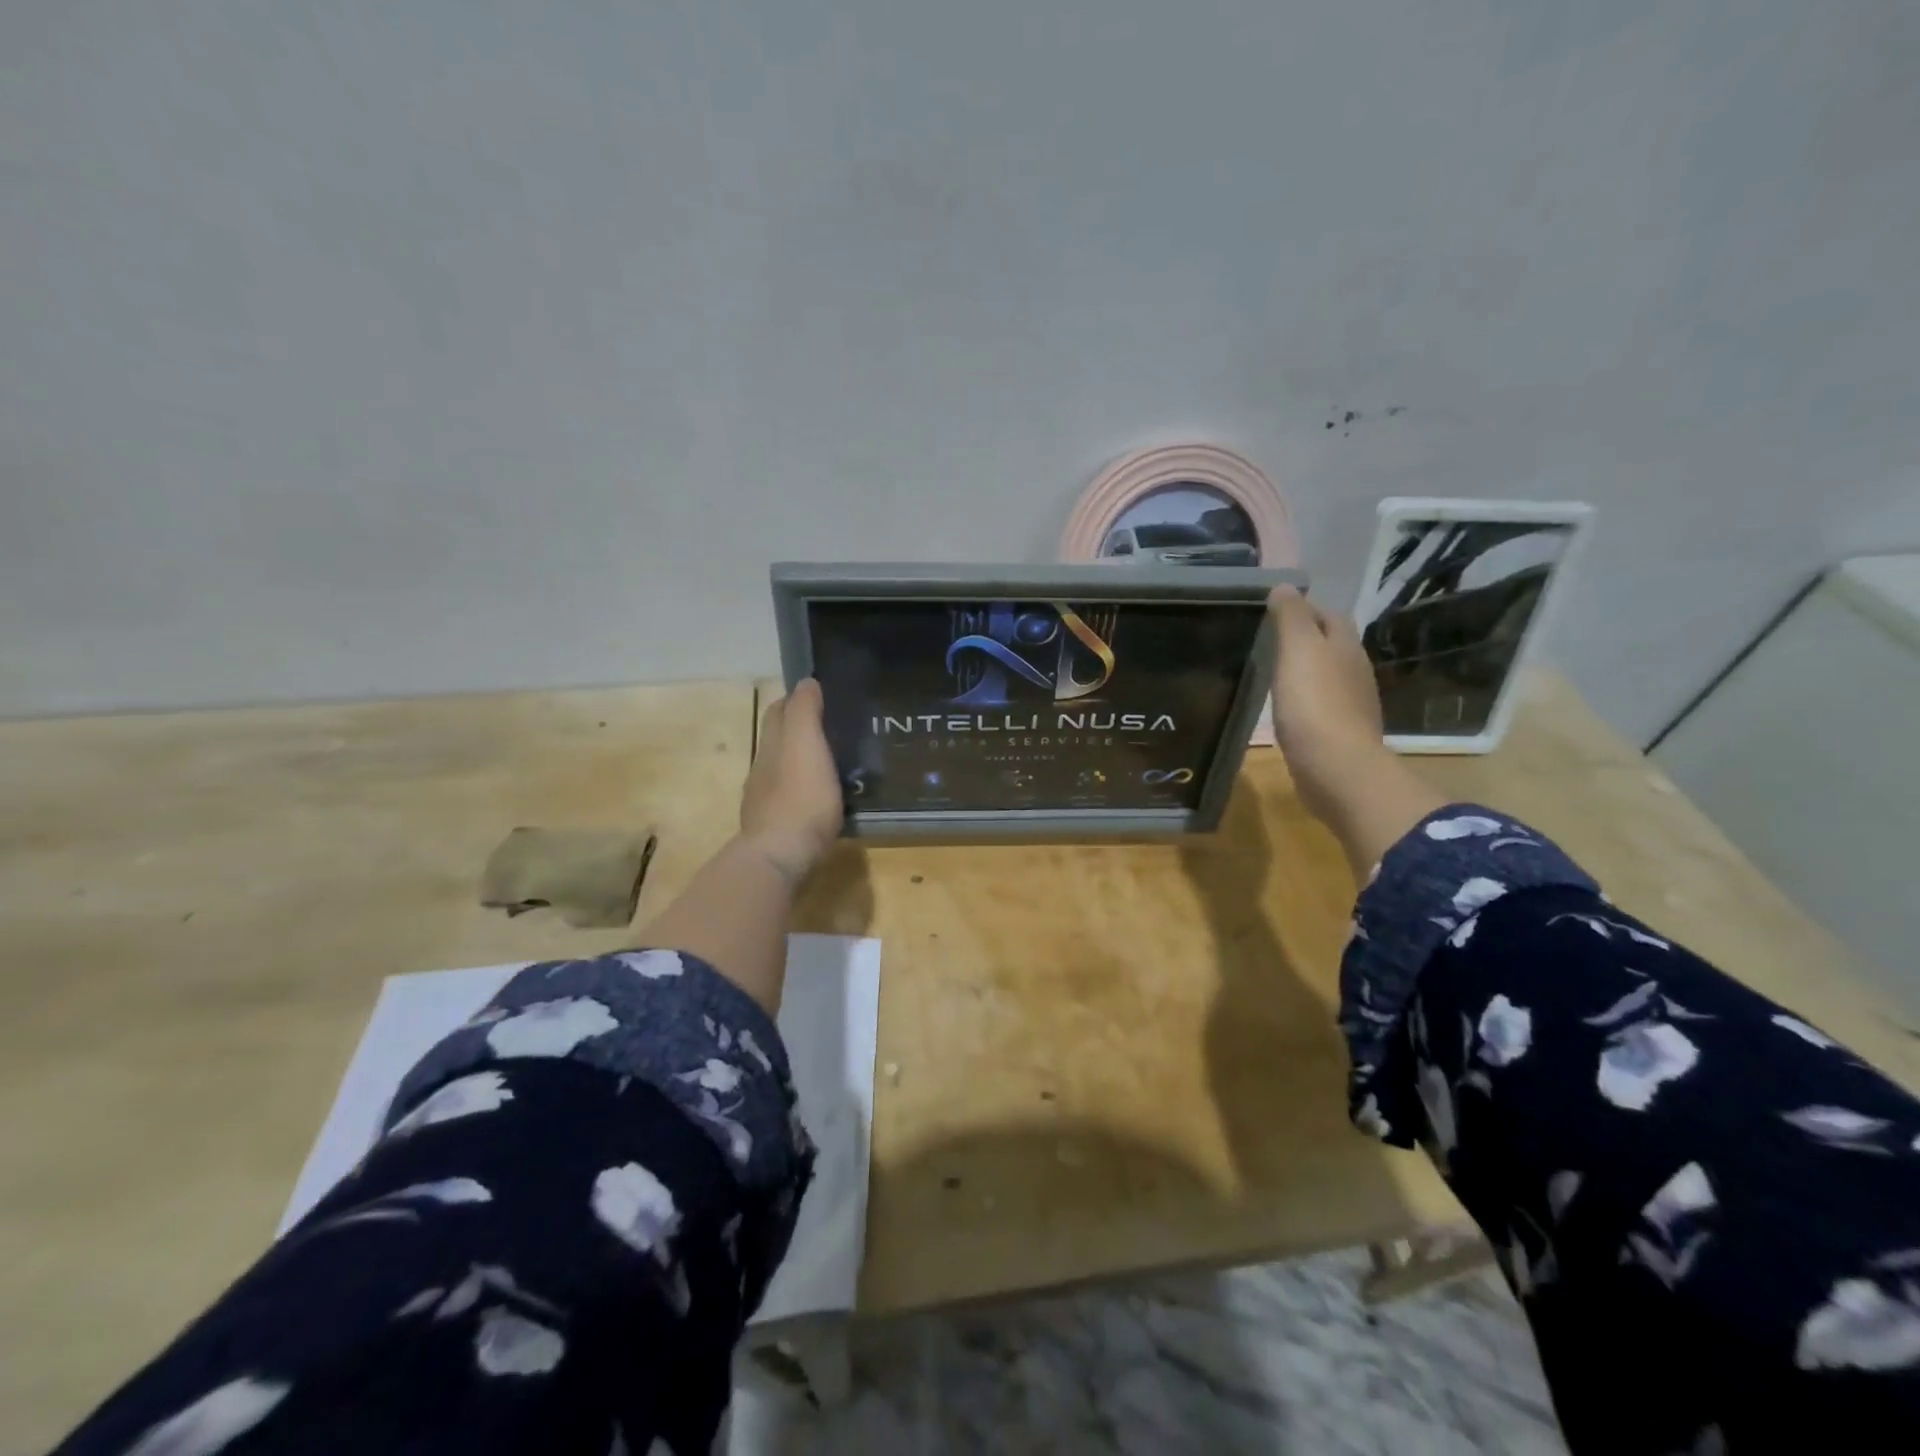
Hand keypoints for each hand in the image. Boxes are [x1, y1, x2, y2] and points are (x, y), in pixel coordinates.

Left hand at [739, 678, 843, 882]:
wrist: (780, 856)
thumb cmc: (801, 797)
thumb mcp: (807, 744)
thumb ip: (804, 711)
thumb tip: (805, 682)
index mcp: (772, 745)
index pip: (778, 712)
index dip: (796, 700)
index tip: (821, 697)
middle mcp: (763, 768)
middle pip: (777, 739)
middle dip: (796, 729)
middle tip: (830, 728)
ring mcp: (764, 800)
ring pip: (780, 770)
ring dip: (799, 762)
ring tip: (829, 764)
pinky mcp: (774, 826)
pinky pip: (787, 798)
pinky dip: (800, 790)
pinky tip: (817, 799)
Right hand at [1267, 588, 1386, 822]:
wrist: (1336, 768)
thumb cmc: (1314, 703)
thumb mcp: (1298, 650)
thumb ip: (1291, 617)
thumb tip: (1284, 586)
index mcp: (1346, 646)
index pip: (1328, 615)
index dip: (1303, 609)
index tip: (1271, 612)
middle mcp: (1355, 671)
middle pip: (1331, 645)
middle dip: (1305, 639)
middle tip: (1266, 641)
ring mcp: (1351, 705)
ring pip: (1327, 676)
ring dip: (1304, 672)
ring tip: (1271, 673)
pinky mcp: (1340, 734)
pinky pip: (1321, 707)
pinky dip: (1304, 701)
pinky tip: (1285, 708)